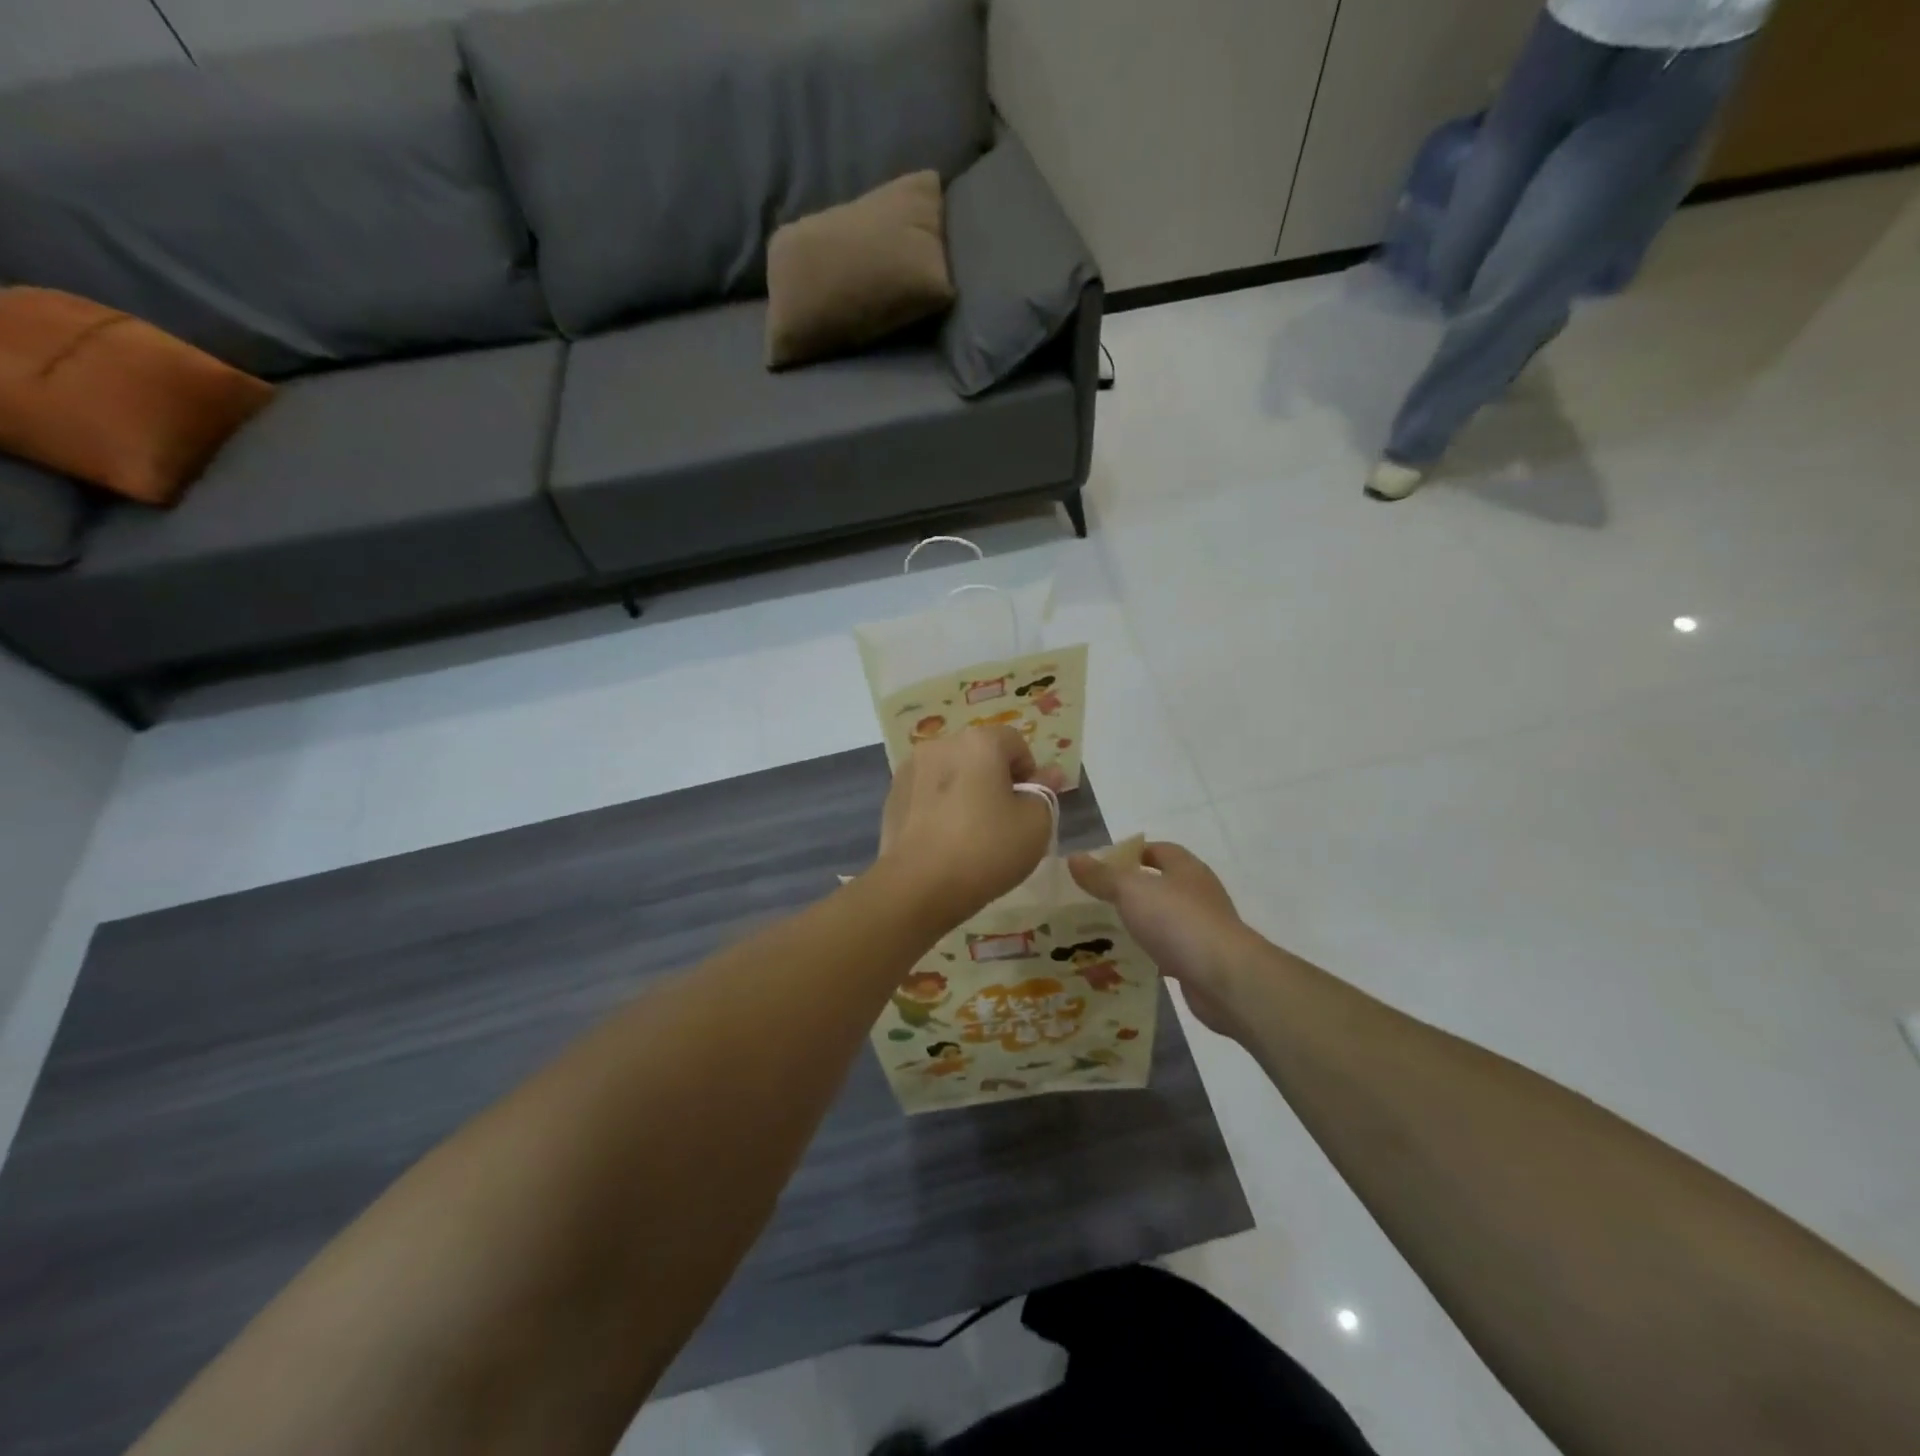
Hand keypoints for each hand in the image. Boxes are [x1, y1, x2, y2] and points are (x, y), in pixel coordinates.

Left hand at [876, 726, 1062, 928]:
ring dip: (965, 791)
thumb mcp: (1035, 825)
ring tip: (971, 832)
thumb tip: (1048, 774)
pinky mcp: (892, 796)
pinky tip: (944, 840)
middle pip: (980, 754)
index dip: (1029, 773)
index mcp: (979, 742)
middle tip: (1003, 821)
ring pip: (951, 773)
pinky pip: (927, 793)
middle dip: (995, 780)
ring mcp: (910, 769)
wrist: (918, 886)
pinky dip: (939, 807)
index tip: (1029, 806)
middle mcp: (941, 744)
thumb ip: (1044, 793)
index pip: (1015, 743)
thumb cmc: (986, 849)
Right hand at [1069, 842, 1263, 1040]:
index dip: (1130, 854)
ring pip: (1164, 920)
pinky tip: (1127, 964)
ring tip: (1104, 934)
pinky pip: (1170, 952)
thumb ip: (1102, 876)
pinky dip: (1151, 955)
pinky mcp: (1203, 961)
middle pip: (1161, 885)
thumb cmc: (1178, 921)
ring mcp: (1203, 928)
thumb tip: (1074, 858)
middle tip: (1095, 902)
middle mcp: (1198, 894)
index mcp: (1185, 869)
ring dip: (1140, 925)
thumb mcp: (1131, 891)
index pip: (1157, 851)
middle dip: (1130, 892)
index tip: (1101, 867)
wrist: (1225, 978)